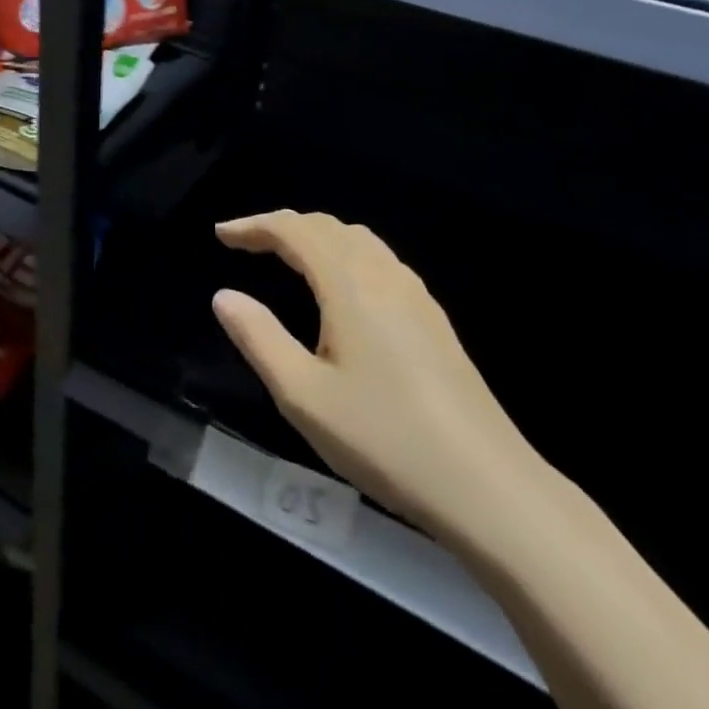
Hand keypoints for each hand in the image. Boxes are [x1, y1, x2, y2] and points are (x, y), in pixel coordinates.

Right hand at [212, 210, 554, 547]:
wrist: (486, 483)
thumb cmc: (384, 438)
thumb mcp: (304, 396)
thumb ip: (259, 339)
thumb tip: (224, 296)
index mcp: (348, 283)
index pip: (295, 231)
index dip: (255, 226)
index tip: (222, 234)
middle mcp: (383, 273)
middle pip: (327, 227)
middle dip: (283, 226)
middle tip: (248, 243)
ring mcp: (414, 293)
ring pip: (357, 240)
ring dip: (316, 237)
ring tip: (287, 257)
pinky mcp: (432, 317)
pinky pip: (379, 260)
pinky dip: (345, 254)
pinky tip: (341, 289)